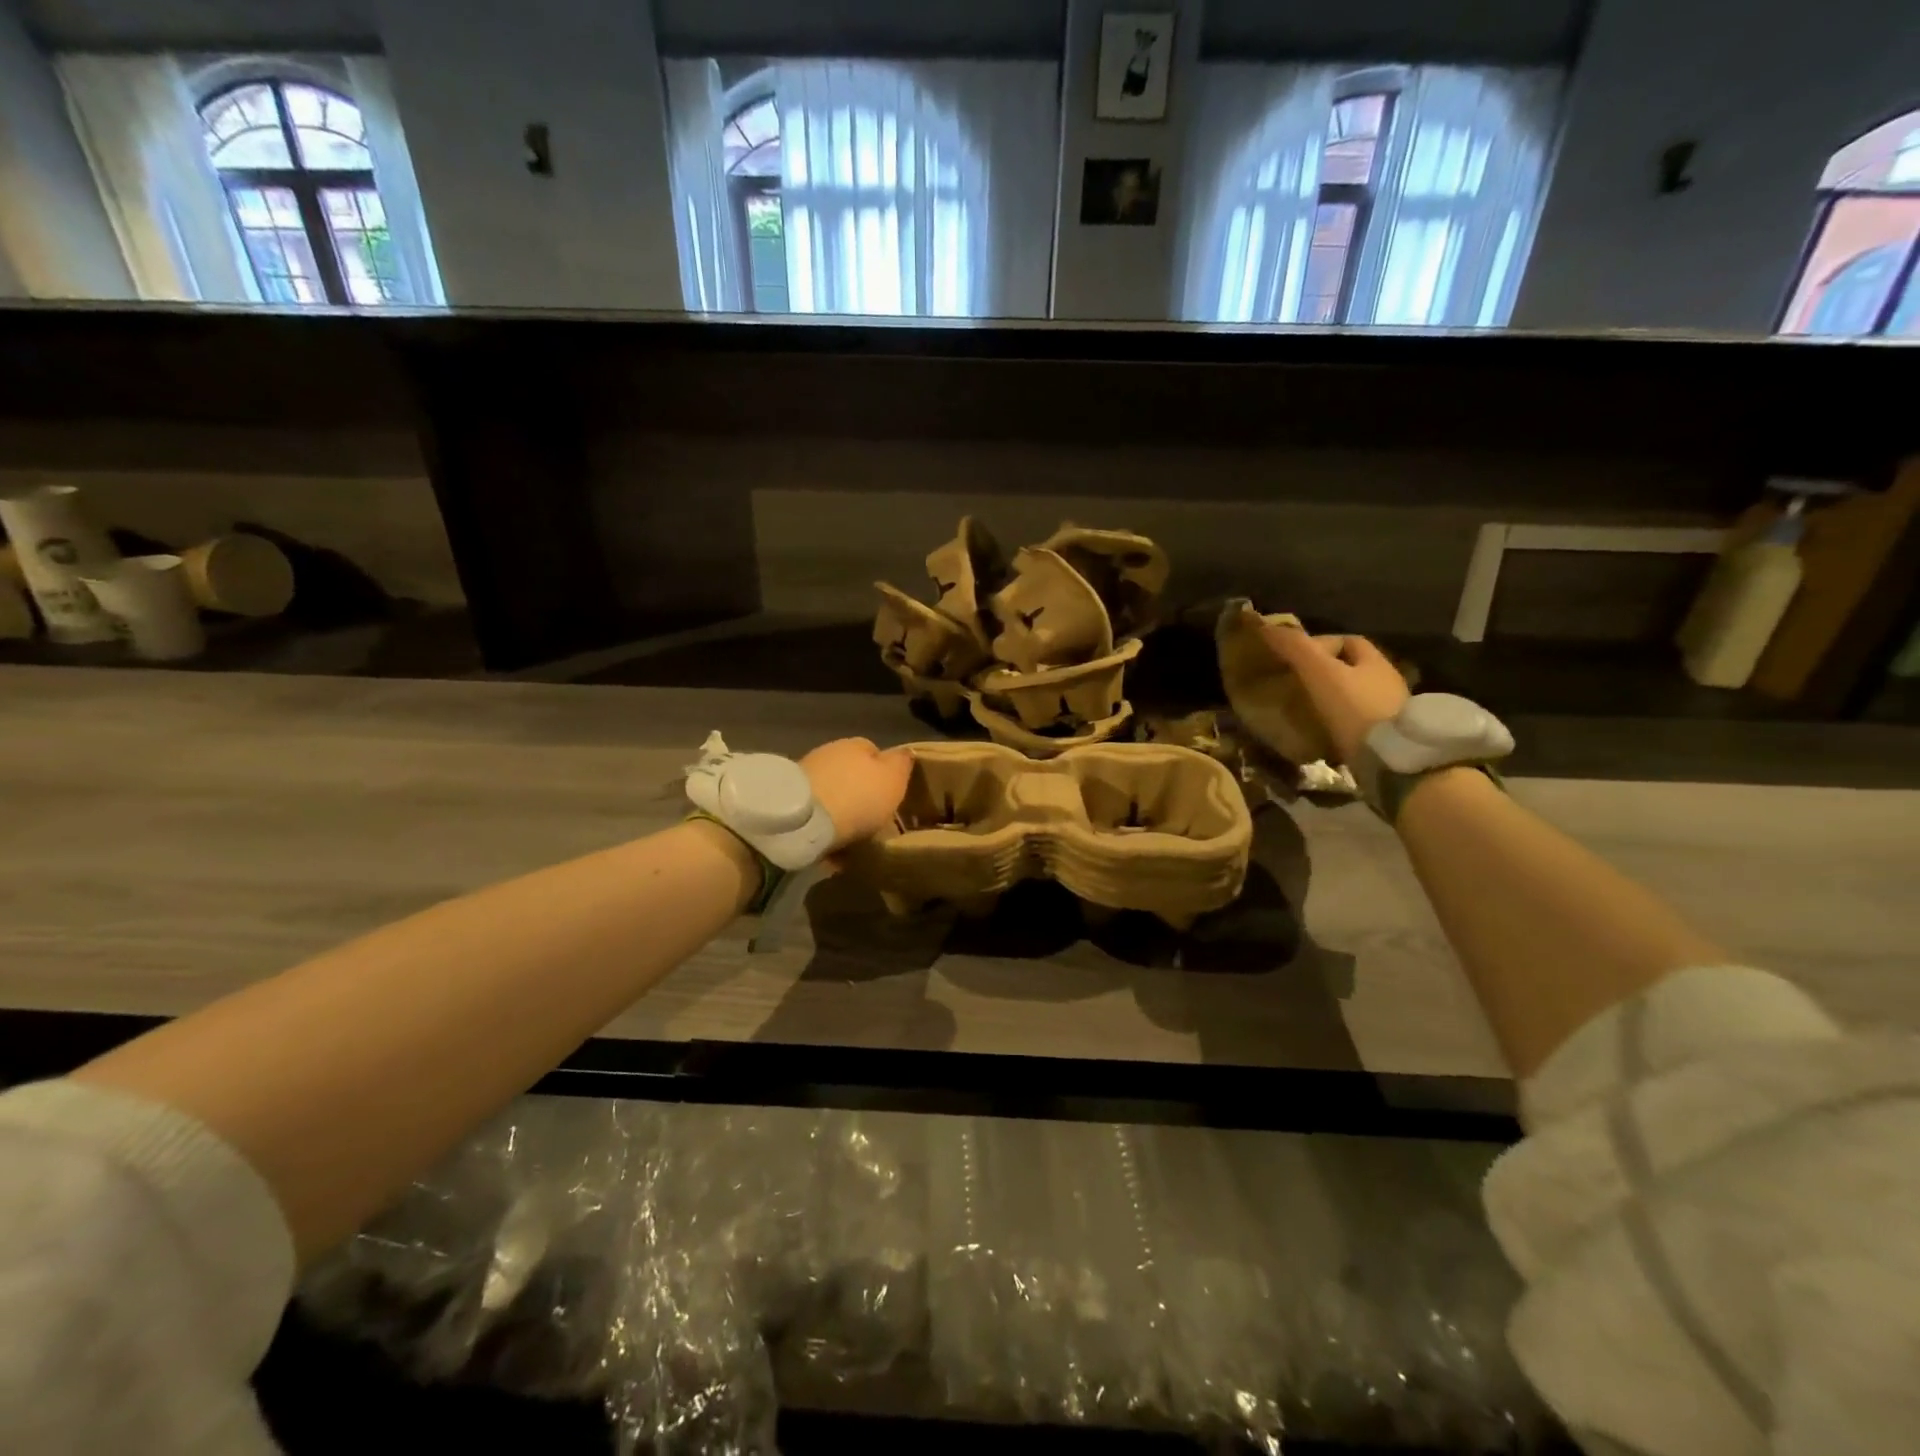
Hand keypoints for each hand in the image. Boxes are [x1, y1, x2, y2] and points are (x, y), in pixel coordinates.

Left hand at [800, 738, 912, 853]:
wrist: (803, 820)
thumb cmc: (858, 797)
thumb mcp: (893, 778)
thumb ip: (901, 763)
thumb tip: (905, 752)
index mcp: (857, 745)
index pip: (875, 752)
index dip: (885, 774)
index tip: (891, 797)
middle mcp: (829, 754)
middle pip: (851, 774)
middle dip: (860, 793)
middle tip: (873, 820)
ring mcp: (806, 776)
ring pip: (832, 793)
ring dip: (841, 811)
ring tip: (852, 838)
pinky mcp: (789, 802)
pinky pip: (816, 814)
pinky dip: (824, 828)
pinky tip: (831, 848)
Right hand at [1258, 621, 1408, 764]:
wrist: (1392, 760)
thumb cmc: (1356, 709)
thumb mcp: (1321, 673)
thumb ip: (1296, 649)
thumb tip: (1266, 626)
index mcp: (1374, 661)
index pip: (1347, 641)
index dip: (1320, 644)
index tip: (1294, 659)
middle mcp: (1387, 682)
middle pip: (1352, 669)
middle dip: (1325, 673)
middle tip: (1296, 686)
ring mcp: (1390, 711)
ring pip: (1355, 696)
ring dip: (1332, 700)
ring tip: (1305, 711)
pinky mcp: (1387, 738)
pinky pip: (1358, 722)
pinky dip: (1340, 723)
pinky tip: (1323, 733)